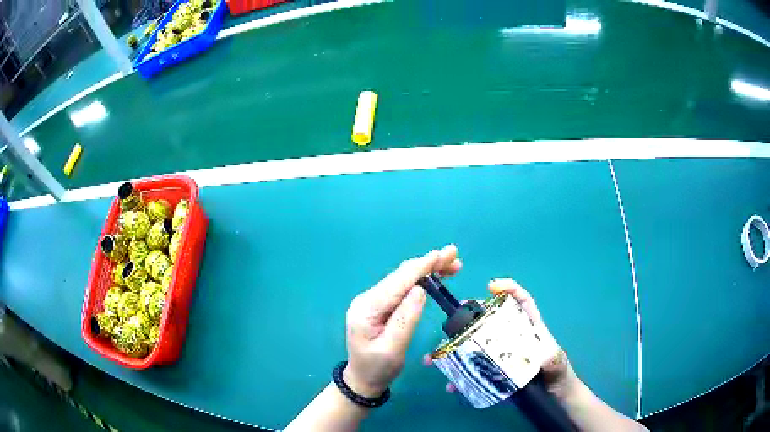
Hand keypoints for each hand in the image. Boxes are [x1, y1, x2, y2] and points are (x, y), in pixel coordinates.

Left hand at [344, 245, 461, 397]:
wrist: (362, 379)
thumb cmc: (377, 368)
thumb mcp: (393, 349)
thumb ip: (405, 319)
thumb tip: (419, 290)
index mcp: (367, 308)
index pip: (397, 283)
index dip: (421, 267)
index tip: (441, 254)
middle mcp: (368, 299)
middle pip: (401, 276)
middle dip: (428, 264)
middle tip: (455, 257)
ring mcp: (374, 301)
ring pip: (403, 279)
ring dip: (427, 270)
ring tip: (452, 265)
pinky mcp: (381, 306)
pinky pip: (402, 288)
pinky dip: (421, 280)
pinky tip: (435, 276)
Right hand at [424, 278, 577, 399]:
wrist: (556, 399)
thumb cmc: (560, 379)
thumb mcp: (559, 368)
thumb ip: (554, 361)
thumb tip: (543, 356)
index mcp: (532, 331)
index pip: (523, 303)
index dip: (509, 290)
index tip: (491, 286)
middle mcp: (516, 340)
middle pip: (494, 321)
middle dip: (474, 316)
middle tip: (455, 318)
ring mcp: (505, 357)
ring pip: (479, 346)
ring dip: (459, 348)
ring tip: (440, 354)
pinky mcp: (497, 374)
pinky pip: (476, 371)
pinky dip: (462, 376)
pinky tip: (452, 385)